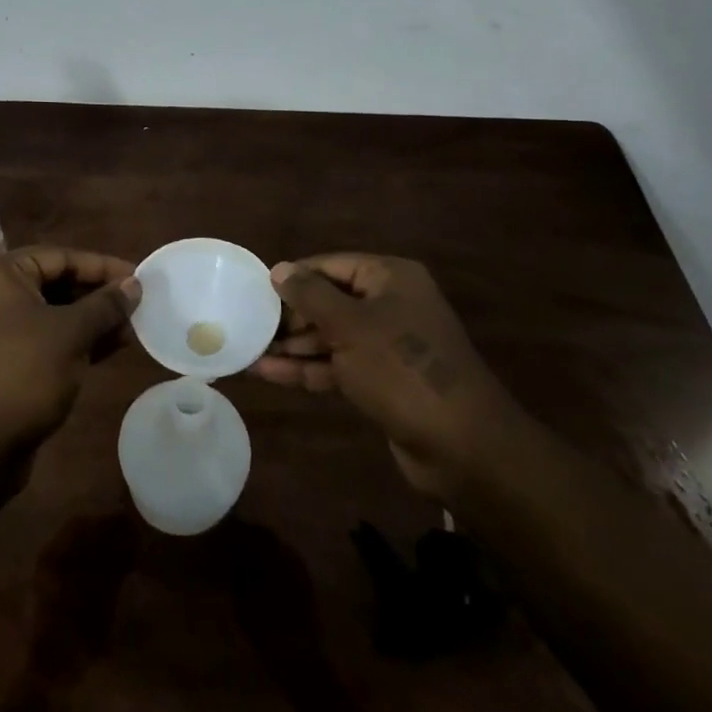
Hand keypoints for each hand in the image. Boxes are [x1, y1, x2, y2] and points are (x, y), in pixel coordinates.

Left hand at [0, 247, 138, 452]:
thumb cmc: (23, 373)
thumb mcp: (71, 334)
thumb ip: (105, 305)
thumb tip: (134, 284)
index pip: (59, 257)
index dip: (101, 266)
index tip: (138, 277)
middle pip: (56, 283)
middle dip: (98, 295)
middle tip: (138, 304)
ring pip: (53, 314)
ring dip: (92, 321)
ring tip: (132, 329)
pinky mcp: (4, 361)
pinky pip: (46, 339)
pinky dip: (76, 341)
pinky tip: (111, 348)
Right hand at [252, 254, 510, 497]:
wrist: (462, 446)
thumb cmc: (402, 368)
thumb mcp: (350, 325)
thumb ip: (310, 295)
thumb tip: (279, 269)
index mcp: (390, 278)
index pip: (332, 265)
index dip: (294, 277)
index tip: (256, 290)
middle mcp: (391, 304)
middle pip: (330, 300)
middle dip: (291, 316)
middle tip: (250, 325)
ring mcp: (387, 345)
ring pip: (331, 336)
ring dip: (293, 345)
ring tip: (249, 350)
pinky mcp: (382, 381)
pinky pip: (338, 365)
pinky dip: (308, 368)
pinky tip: (269, 374)